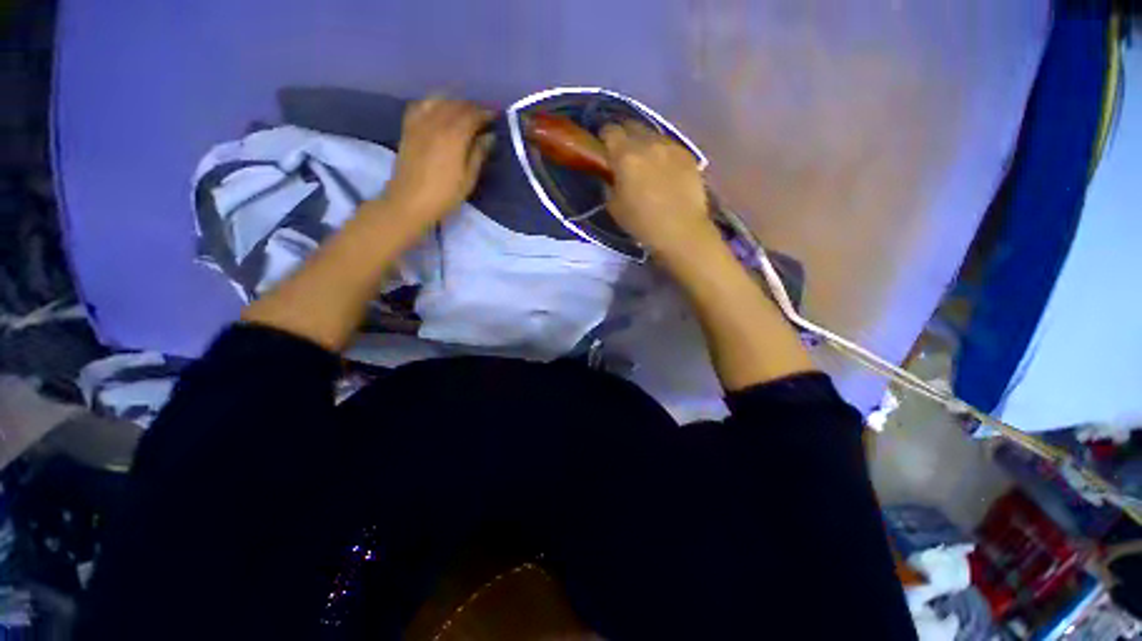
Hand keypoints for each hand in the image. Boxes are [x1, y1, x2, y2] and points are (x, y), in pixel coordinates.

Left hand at [381, 96, 494, 220]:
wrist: (410, 201)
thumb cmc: (445, 194)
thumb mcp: (468, 178)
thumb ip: (479, 154)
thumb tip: (489, 136)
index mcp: (454, 136)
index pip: (473, 115)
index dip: (486, 113)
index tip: (496, 116)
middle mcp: (436, 123)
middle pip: (457, 105)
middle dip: (472, 107)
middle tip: (483, 115)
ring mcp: (420, 123)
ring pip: (439, 101)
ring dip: (454, 102)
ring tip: (463, 111)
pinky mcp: (408, 127)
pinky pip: (421, 105)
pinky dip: (433, 102)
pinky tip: (438, 109)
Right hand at [600, 121, 714, 257]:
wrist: (681, 230)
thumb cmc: (642, 223)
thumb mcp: (614, 208)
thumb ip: (610, 185)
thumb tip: (613, 176)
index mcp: (625, 156)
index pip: (610, 131)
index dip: (605, 136)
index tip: (604, 147)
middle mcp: (648, 143)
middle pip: (632, 125)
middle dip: (625, 135)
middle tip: (624, 153)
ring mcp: (671, 146)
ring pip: (653, 134)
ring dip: (645, 143)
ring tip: (646, 161)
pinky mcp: (688, 154)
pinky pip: (670, 146)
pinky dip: (663, 153)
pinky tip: (665, 169)